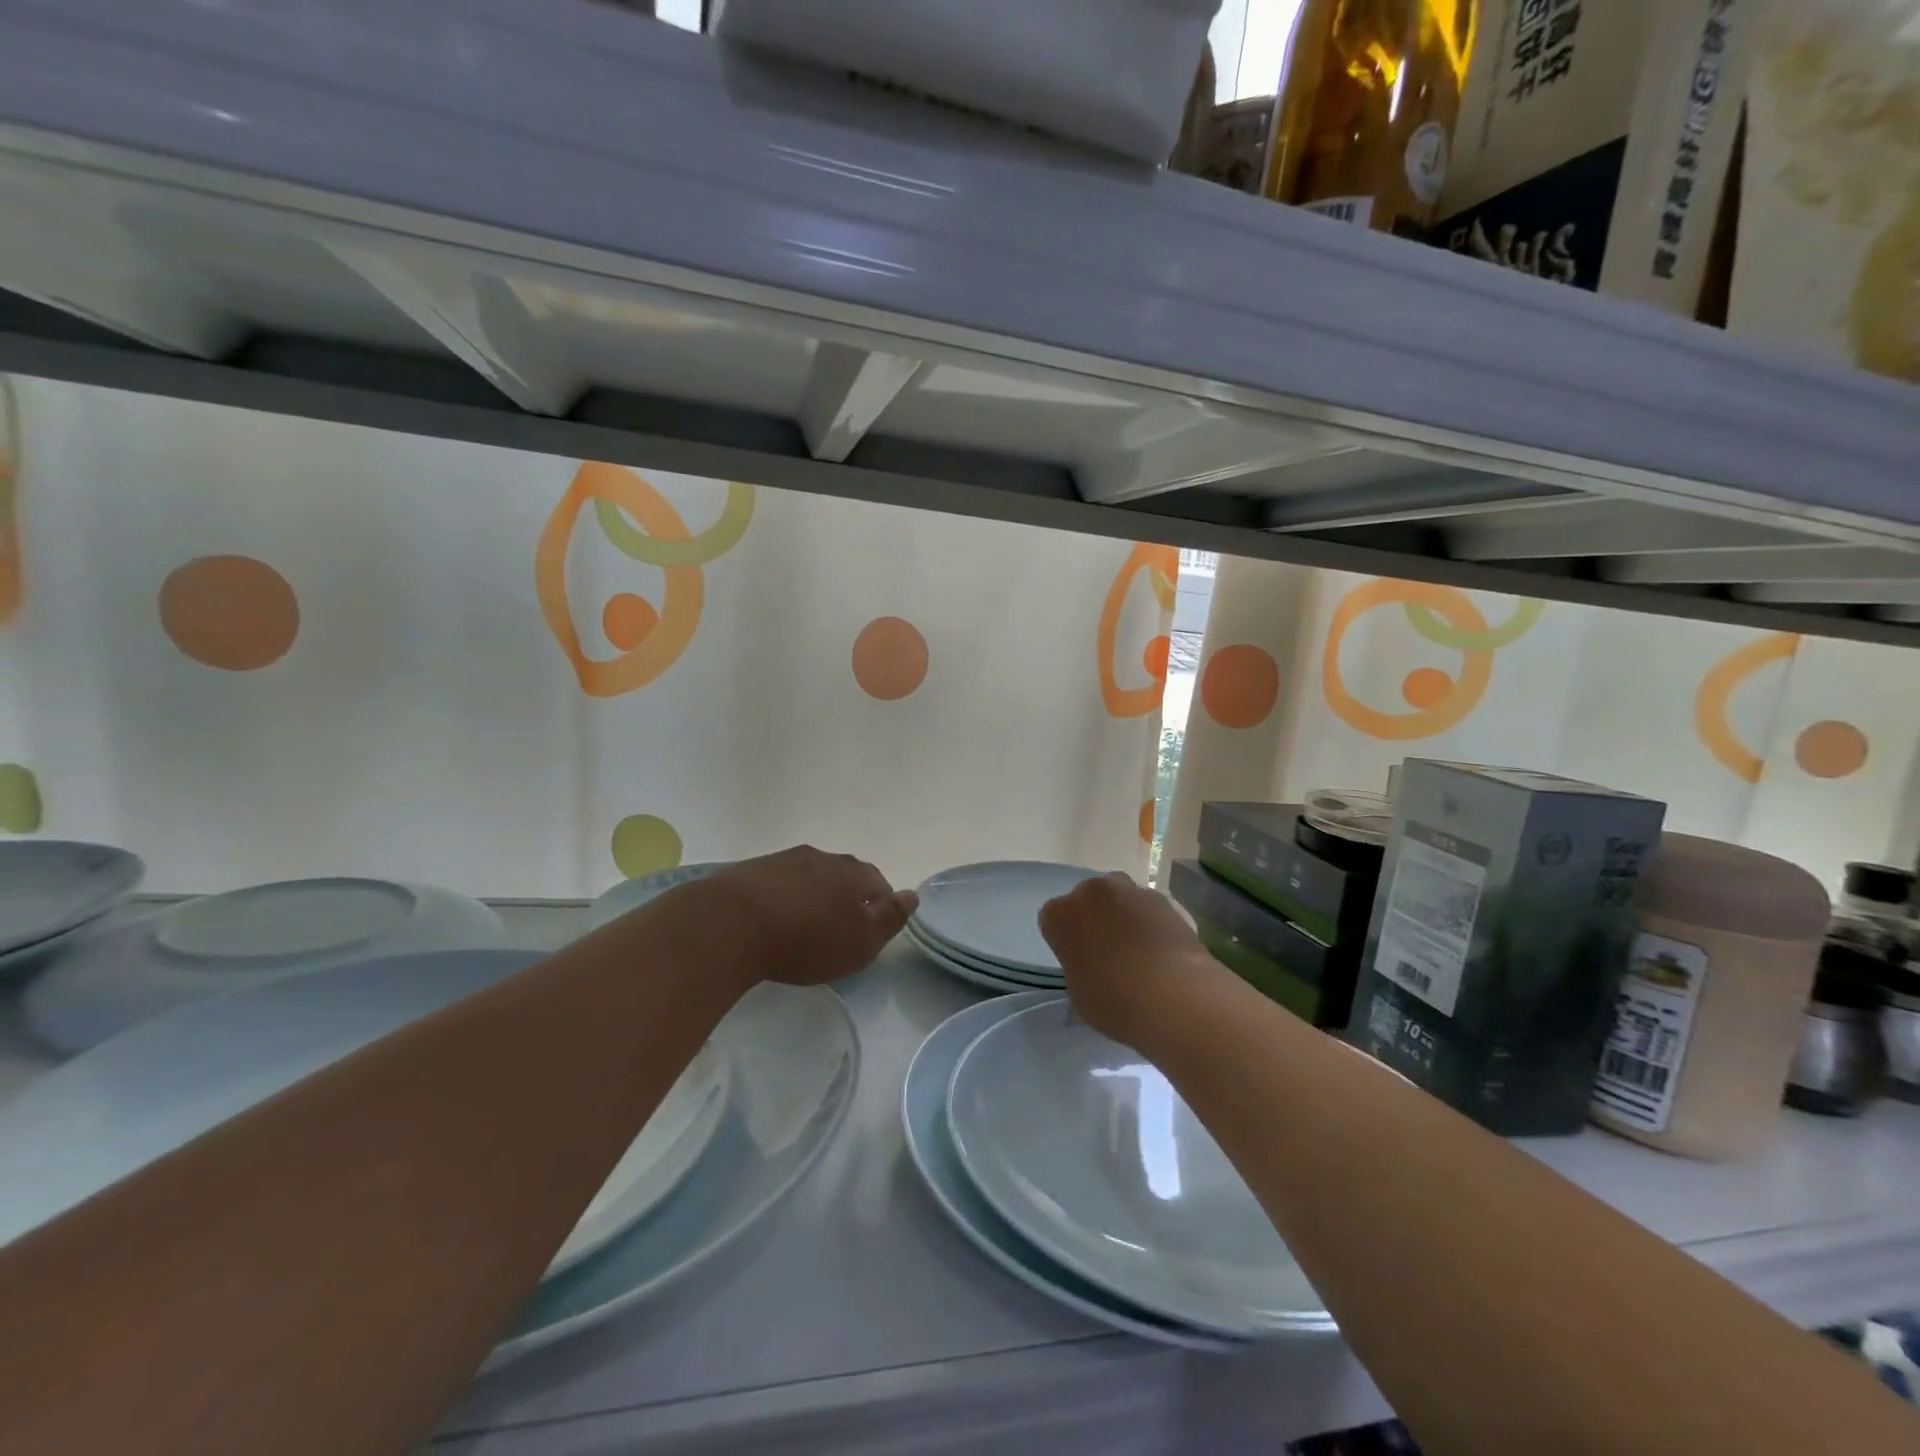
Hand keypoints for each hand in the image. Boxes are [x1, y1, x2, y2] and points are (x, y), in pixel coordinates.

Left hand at [680, 846, 916, 988]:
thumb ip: (889, 919)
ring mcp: (786, 859)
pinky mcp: (752, 869)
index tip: (870, 931)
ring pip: (812, 875)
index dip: (880, 906)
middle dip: (847, 897)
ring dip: (814, 894)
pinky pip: (780, 881)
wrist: (730, 924)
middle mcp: (824, 858)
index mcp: (854, 874)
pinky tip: (774, 917)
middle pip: (845, 875)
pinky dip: (784, 896)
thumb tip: (912, 895)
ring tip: (805, 923)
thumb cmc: (805, 941)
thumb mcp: (859, 943)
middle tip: (839, 927)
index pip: (879, 884)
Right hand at [1039, 872, 1210, 1051]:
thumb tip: (1094, 967)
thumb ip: (1079, 968)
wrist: (1174, 996)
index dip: (1066, 941)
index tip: (1078, 961)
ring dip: (1124, 917)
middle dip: (1095, 920)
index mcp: (1060, 914)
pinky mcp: (1164, 900)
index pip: (1054, 920)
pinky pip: (1149, 910)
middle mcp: (1092, 892)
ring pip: (1120, 900)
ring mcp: (1131, 891)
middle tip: (1107, 954)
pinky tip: (1161, 952)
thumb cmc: (1114, 1000)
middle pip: (1088, 901)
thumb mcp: (1079, 993)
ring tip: (1138, 953)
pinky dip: (1151, 924)